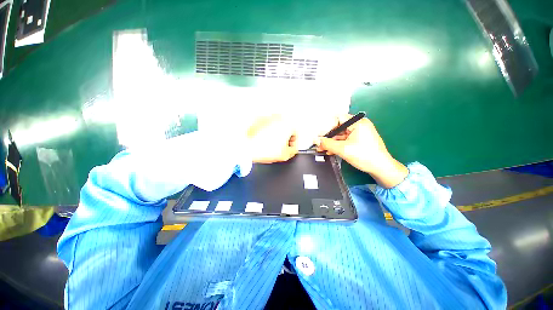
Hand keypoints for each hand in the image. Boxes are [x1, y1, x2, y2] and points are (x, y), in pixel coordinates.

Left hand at [247, 115, 297, 163]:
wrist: (245, 146)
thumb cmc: (262, 149)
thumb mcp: (284, 155)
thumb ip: (293, 151)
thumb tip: (292, 149)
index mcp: (287, 124)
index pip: (295, 135)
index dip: (292, 144)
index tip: (288, 149)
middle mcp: (278, 117)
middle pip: (286, 129)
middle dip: (284, 139)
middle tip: (279, 147)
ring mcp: (268, 117)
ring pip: (276, 127)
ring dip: (275, 135)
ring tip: (269, 144)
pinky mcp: (259, 119)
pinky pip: (266, 126)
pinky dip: (266, 132)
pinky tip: (262, 140)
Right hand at [314, 115, 407, 187]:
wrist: (381, 168)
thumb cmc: (364, 156)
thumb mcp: (343, 149)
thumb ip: (327, 144)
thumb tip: (315, 140)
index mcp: (357, 123)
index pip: (338, 119)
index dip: (327, 127)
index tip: (319, 136)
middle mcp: (358, 125)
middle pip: (338, 127)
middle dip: (327, 136)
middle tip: (318, 144)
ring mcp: (359, 133)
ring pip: (340, 135)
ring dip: (330, 142)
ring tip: (321, 149)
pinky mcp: (358, 140)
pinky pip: (344, 140)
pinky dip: (337, 145)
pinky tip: (329, 151)